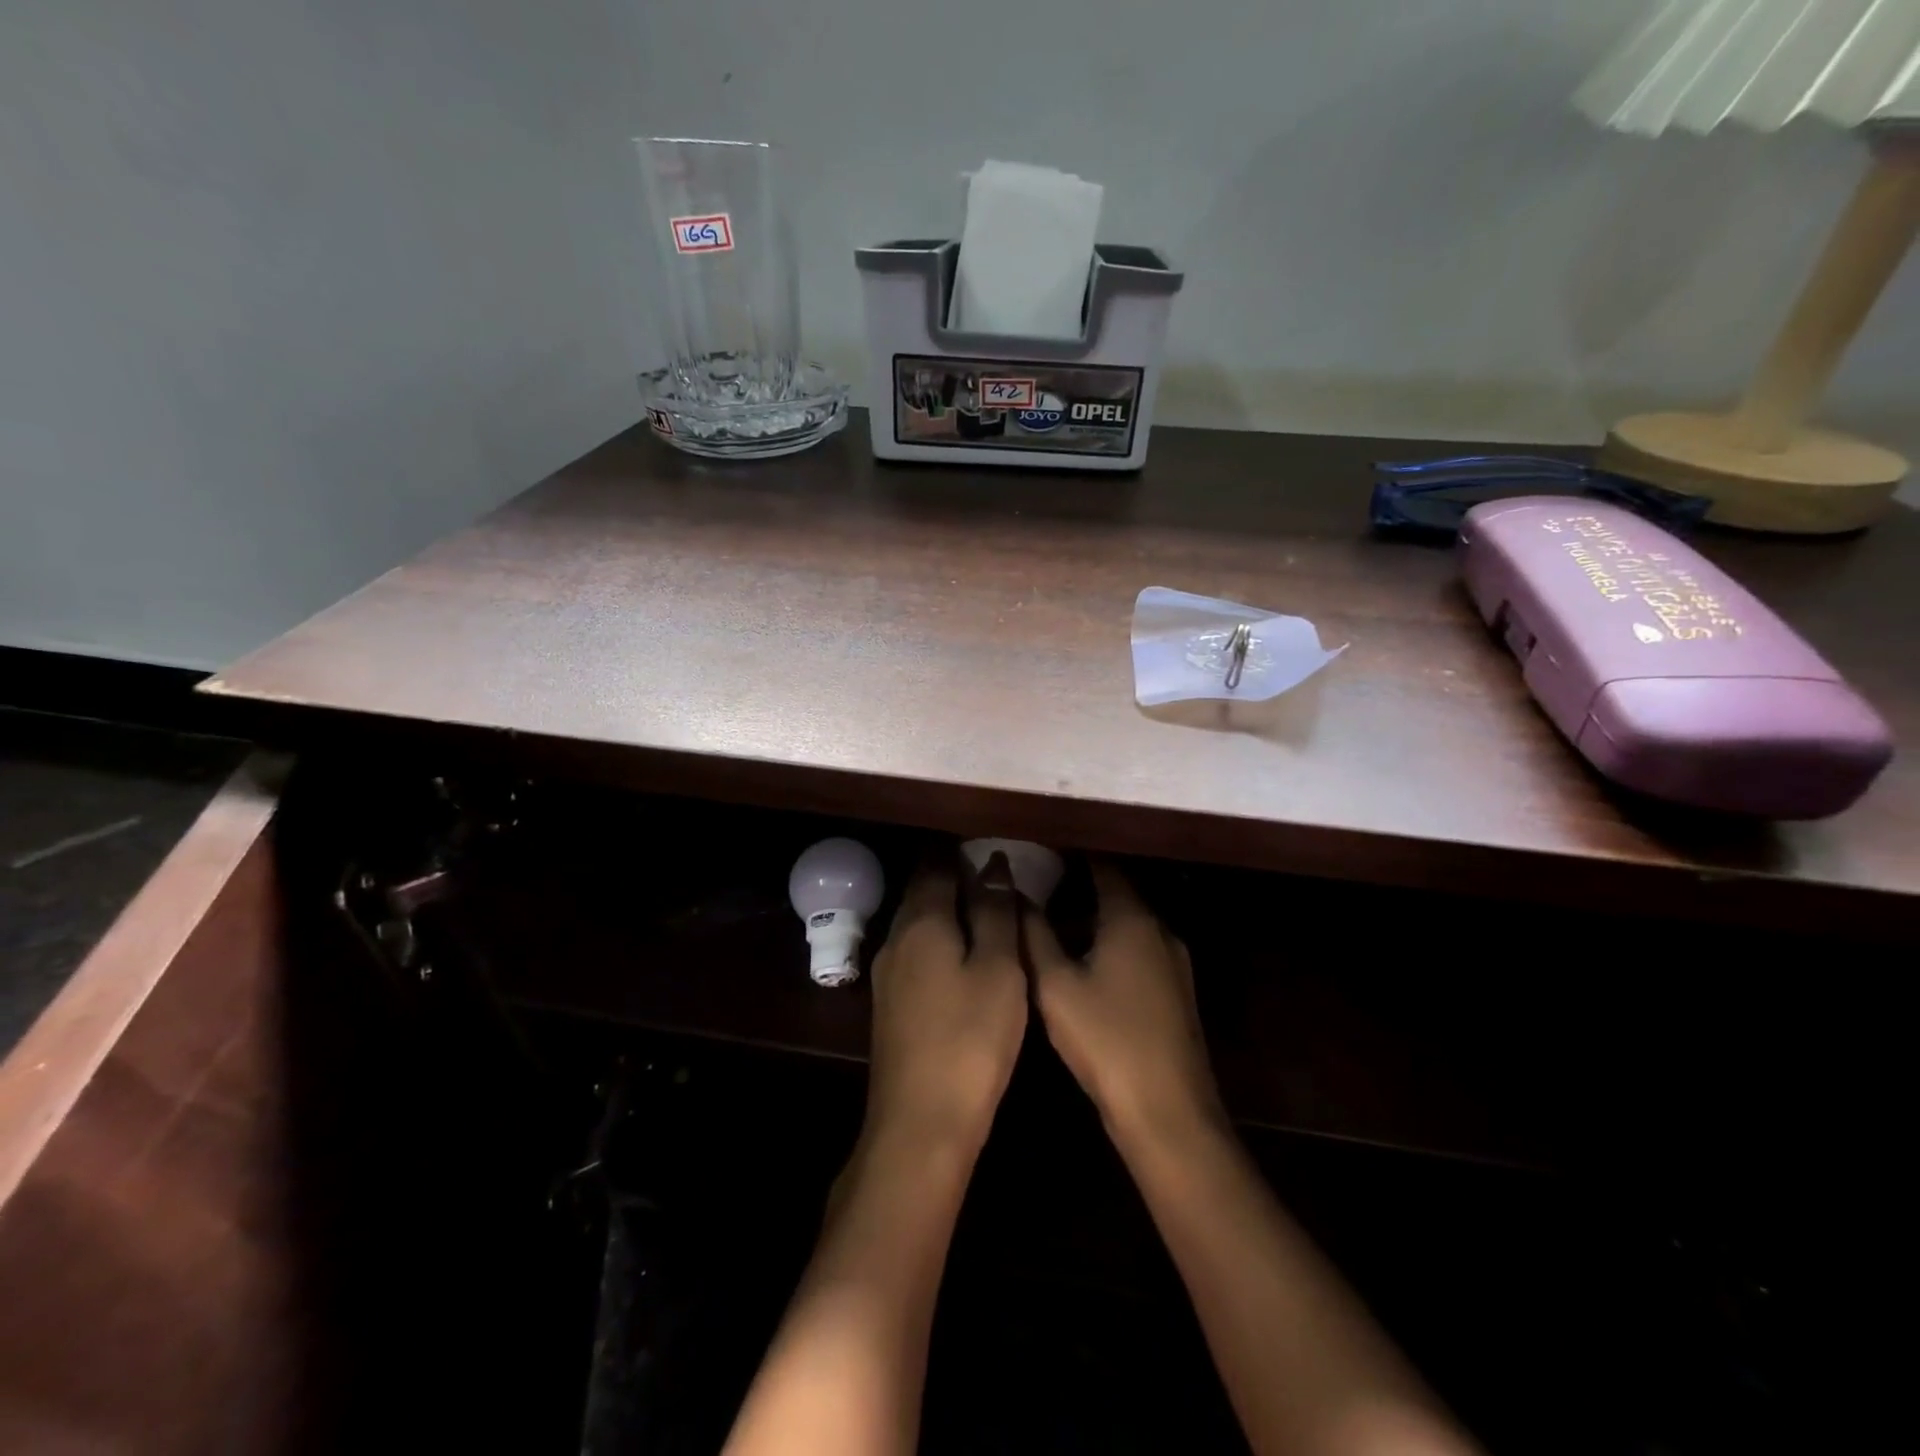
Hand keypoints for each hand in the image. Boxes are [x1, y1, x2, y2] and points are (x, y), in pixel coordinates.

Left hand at [862, 855, 1027, 1152]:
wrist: (920, 1123)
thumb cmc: (970, 1039)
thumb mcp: (997, 969)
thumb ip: (995, 912)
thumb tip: (993, 864)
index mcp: (921, 921)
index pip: (936, 864)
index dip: (961, 849)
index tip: (990, 841)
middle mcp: (896, 938)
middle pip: (922, 891)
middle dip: (953, 875)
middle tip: (995, 872)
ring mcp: (888, 973)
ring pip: (918, 922)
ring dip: (946, 908)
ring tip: (985, 908)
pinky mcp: (890, 1004)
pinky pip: (916, 951)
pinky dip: (939, 939)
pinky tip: (962, 954)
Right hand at [1027, 861, 1222, 1141]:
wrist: (1168, 1113)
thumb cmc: (1106, 1040)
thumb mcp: (1055, 985)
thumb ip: (1033, 934)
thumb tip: (1014, 894)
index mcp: (1132, 918)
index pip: (1103, 865)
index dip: (1072, 853)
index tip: (1041, 848)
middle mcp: (1160, 930)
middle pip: (1118, 893)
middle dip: (1079, 885)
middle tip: (1037, 884)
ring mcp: (1174, 963)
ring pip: (1128, 924)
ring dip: (1094, 919)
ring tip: (1052, 923)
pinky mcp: (1176, 992)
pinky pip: (1138, 950)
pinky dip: (1110, 943)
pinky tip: (1083, 965)